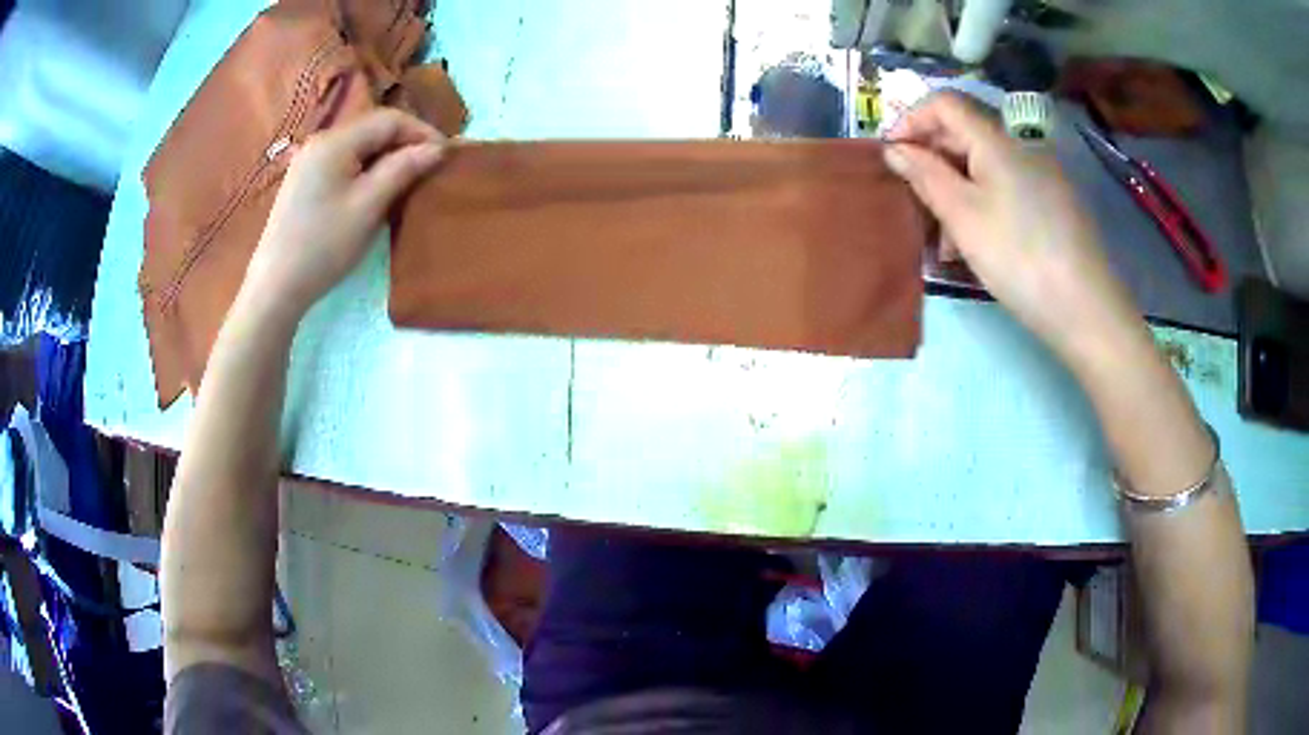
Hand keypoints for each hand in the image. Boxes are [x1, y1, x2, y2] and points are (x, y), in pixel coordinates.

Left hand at [242, 109, 444, 321]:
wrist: (276, 287)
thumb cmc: (324, 246)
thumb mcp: (369, 206)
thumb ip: (403, 169)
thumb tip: (437, 148)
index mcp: (335, 141)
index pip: (390, 119)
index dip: (422, 132)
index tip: (446, 156)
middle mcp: (320, 141)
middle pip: (373, 130)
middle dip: (405, 145)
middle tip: (429, 171)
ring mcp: (309, 161)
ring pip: (359, 147)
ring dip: (387, 159)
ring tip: (407, 182)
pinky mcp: (304, 181)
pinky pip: (344, 163)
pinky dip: (366, 170)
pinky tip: (375, 192)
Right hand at [884, 92, 1143, 361]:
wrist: (1086, 308)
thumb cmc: (1018, 256)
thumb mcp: (962, 216)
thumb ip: (925, 175)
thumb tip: (895, 149)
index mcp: (997, 138)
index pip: (944, 103)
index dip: (911, 120)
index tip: (892, 156)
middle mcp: (1021, 144)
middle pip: (965, 131)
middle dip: (933, 159)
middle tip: (916, 201)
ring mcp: (1042, 172)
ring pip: (985, 163)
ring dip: (956, 187)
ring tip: (946, 239)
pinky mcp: (1054, 200)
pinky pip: (1007, 185)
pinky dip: (983, 201)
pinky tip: (978, 241)